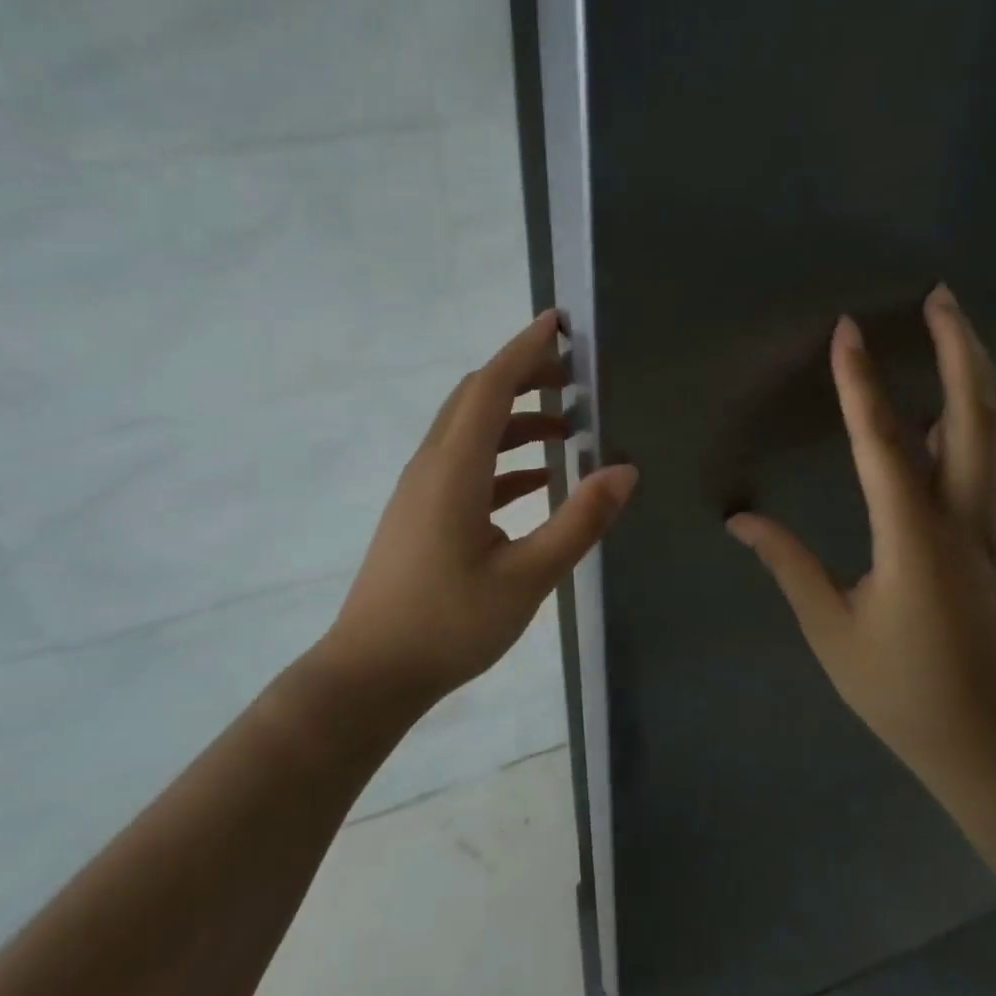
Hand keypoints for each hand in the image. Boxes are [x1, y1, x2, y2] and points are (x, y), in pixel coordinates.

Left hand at [325, 310, 638, 701]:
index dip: (524, 350)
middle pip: (476, 398)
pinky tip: (537, 481)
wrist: (371, 672)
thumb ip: (578, 520)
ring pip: (470, 431)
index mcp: (454, 468)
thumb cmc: (449, 624)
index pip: (491, 386)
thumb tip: (624, 470)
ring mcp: (421, 489)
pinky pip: (464, 465)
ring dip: (515, 420)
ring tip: (566, 427)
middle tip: (574, 376)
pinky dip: (501, 459)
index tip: (558, 323)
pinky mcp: (420, 513)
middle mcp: (432, 465)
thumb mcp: (527, 576)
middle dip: (523, 376)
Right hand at [726, 286, 995, 778]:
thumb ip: (788, 565)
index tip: (849, 330)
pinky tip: (969, 405)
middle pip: (975, 416)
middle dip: (959, 349)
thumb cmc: (905, 691)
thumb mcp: (832, 631)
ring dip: (982, 373)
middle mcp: (967, 519)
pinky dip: (989, 416)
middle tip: (941, 296)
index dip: (863, 383)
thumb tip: (739, 520)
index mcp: (915, 539)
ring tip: (959, 330)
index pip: (884, 443)